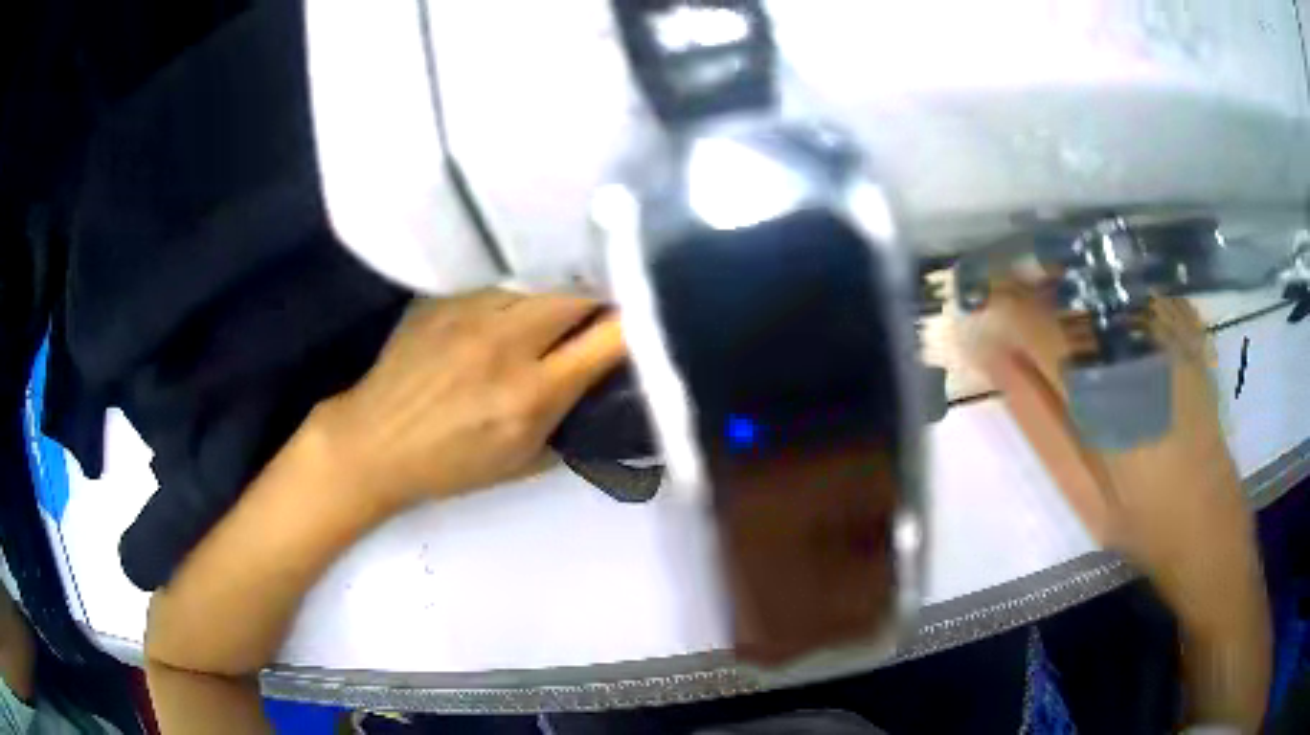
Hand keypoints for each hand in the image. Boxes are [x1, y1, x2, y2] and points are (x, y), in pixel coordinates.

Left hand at [315, 290, 624, 509]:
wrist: (373, 442)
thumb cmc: (449, 465)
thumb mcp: (522, 462)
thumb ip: (571, 425)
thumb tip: (605, 392)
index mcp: (530, 395)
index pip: (608, 339)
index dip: (638, 326)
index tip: (647, 324)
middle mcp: (505, 343)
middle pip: (578, 293)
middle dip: (601, 299)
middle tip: (603, 313)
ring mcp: (470, 312)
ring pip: (540, 281)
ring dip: (559, 294)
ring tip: (558, 310)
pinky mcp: (443, 297)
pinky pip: (499, 283)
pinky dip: (517, 294)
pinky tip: (510, 310)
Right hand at [961, 283, 1268, 730]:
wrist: (1210, 524)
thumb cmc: (1141, 521)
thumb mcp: (1080, 487)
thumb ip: (1036, 418)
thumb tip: (991, 354)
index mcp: (1106, 391)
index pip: (1040, 323)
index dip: (1000, 305)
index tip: (974, 303)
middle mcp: (1139, 345)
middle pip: (1072, 287)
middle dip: (1030, 287)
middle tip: (1010, 307)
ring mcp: (1170, 329)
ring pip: (1103, 277)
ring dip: (1068, 285)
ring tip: (1052, 309)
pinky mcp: (1189, 329)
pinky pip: (1137, 283)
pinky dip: (1109, 289)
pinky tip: (1103, 313)